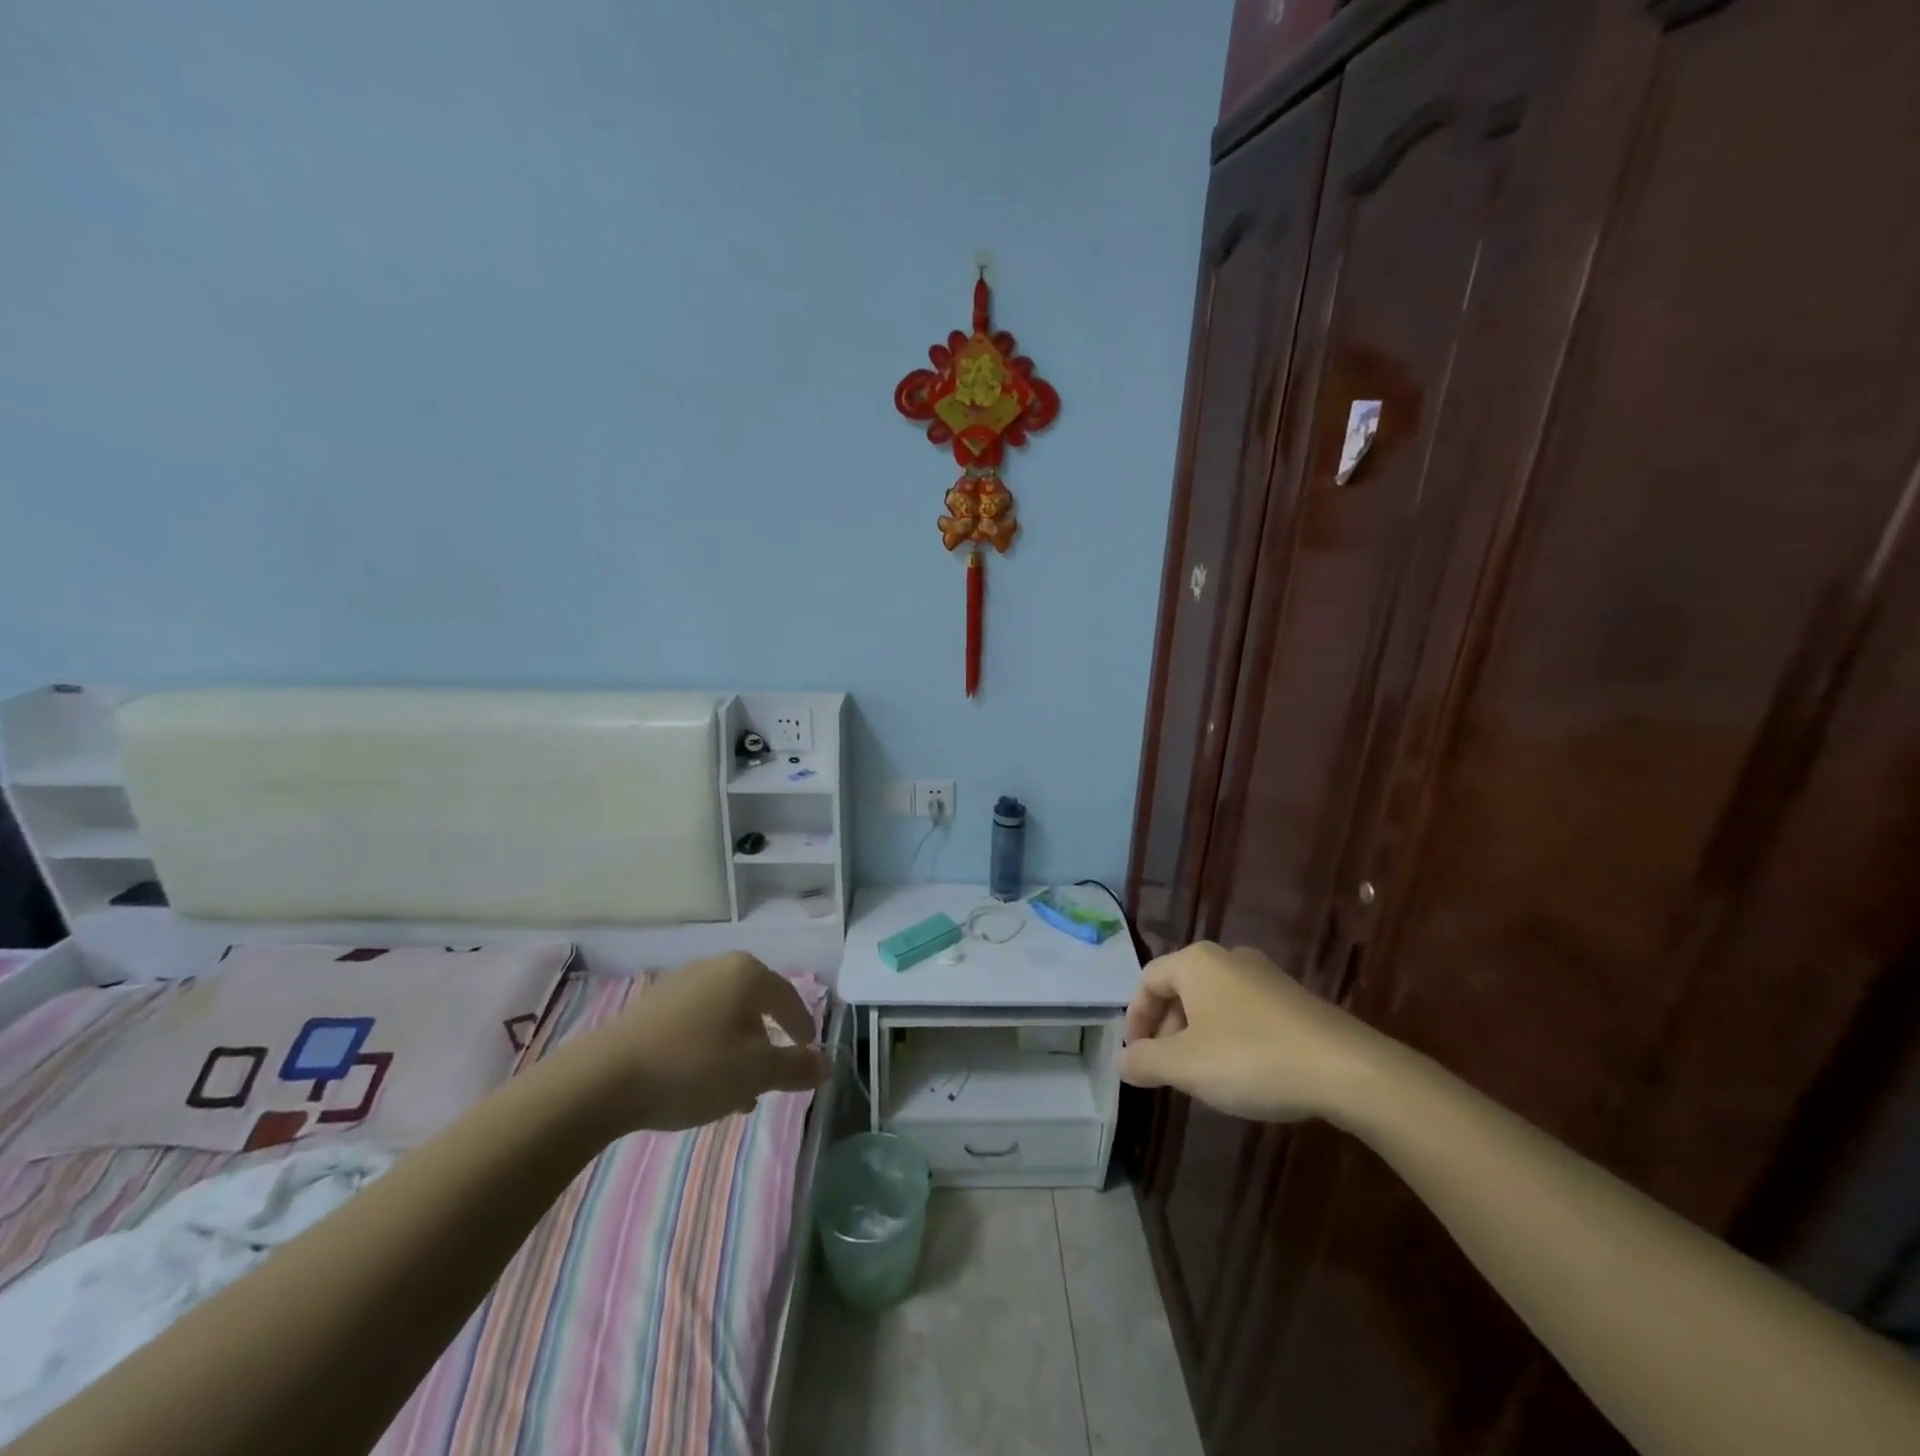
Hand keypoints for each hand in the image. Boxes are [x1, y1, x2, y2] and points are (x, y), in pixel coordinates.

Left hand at [571, 952, 829, 1132]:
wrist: (603, 1080)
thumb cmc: (693, 1068)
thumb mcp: (754, 1074)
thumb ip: (795, 1068)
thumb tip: (826, 1064)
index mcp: (747, 974)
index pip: (789, 998)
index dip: (802, 1027)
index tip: (808, 1052)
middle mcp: (717, 967)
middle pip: (756, 1006)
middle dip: (766, 1043)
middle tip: (771, 1078)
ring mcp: (681, 983)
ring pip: (725, 1017)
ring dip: (737, 1050)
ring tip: (735, 1093)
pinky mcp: (652, 1005)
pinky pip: (697, 1023)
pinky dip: (709, 1048)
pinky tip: (700, 1082)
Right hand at [1120, 942, 1395, 1123]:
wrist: (1347, 1070)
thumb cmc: (1252, 1058)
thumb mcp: (1186, 1066)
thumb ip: (1146, 1061)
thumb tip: (1122, 1061)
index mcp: (1196, 962)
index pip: (1148, 980)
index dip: (1135, 1018)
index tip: (1136, 1056)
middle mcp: (1228, 958)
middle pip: (1180, 988)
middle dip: (1166, 1029)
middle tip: (1167, 1069)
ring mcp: (1265, 976)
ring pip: (1213, 1002)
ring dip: (1197, 1036)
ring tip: (1203, 1076)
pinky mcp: (1294, 1000)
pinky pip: (1244, 1012)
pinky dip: (1230, 1037)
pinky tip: (1243, 1073)